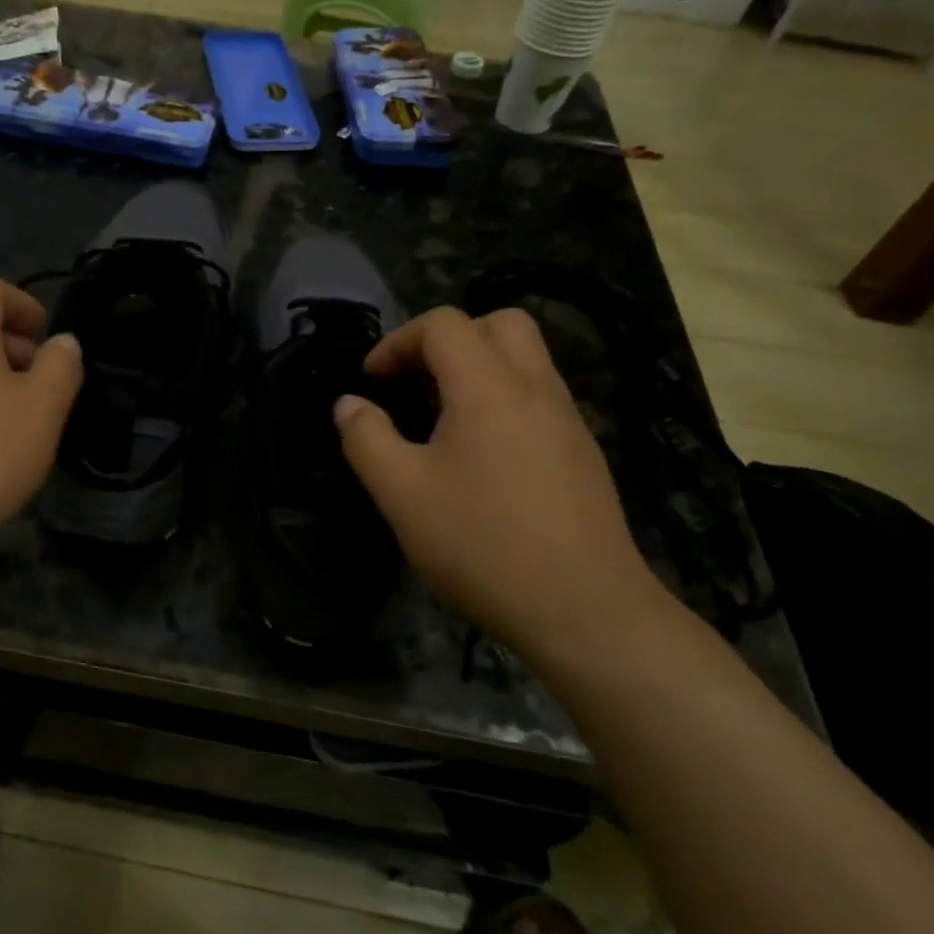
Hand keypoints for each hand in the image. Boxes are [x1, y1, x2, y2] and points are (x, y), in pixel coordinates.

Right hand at [334, 306, 657, 655]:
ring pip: (527, 359)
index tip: (372, 381)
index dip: (398, 341)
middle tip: (417, 381)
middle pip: (499, 323)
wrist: (585, 611)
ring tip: (443, 418)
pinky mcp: (583, 454)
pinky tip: (482, 456)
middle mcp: (535, 388)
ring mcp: (568, 420)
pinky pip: (540, 398)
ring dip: (480, 367)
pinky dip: (505, 400)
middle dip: (449, 338)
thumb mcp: (402, 494)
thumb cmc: (482, 544)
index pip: (444, 324)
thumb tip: (348, 404)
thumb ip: (366, 438)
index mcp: (488, 387)